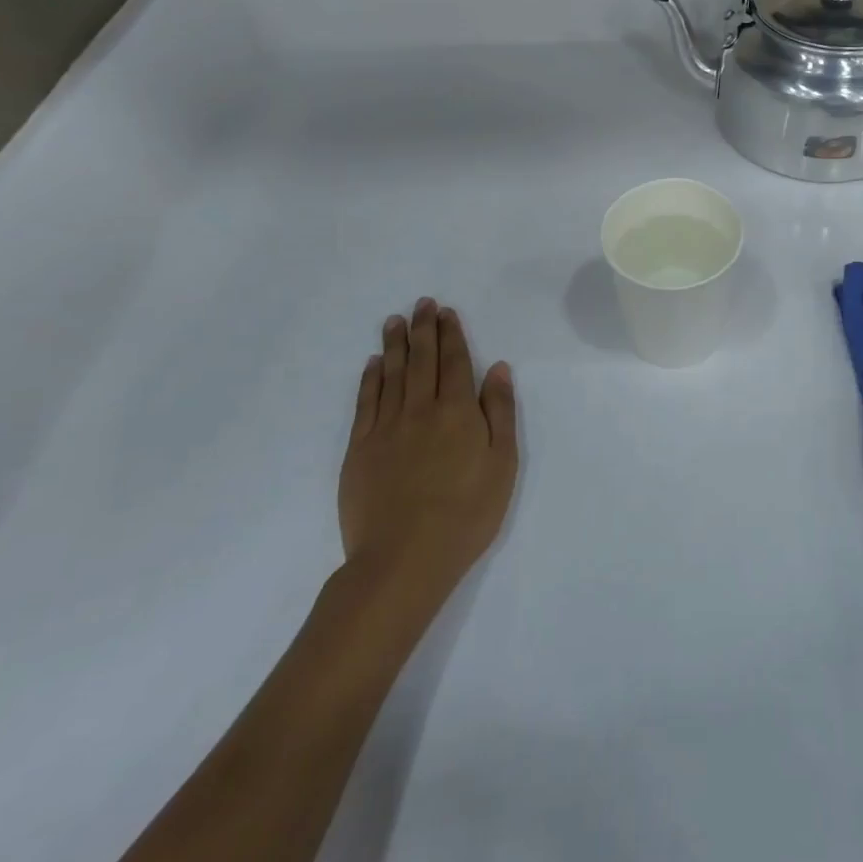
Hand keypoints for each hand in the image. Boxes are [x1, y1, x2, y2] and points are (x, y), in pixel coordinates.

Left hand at [339, 299, 517, 604]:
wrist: (404, 557)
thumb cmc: (467, 513)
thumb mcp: (502, 463)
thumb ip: (499, 412)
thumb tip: (497, 368)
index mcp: (458, 412)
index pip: (454, 362)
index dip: (451, 335)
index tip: (446, 312)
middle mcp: (420, 410)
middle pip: (421, 360)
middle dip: (423, 329)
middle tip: (422, 304)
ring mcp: (386, 428)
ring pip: (391, 374)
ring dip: (395, 344)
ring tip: (395, 321)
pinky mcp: (360, 449)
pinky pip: (366, 402)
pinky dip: (370, 378)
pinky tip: (374, 363)